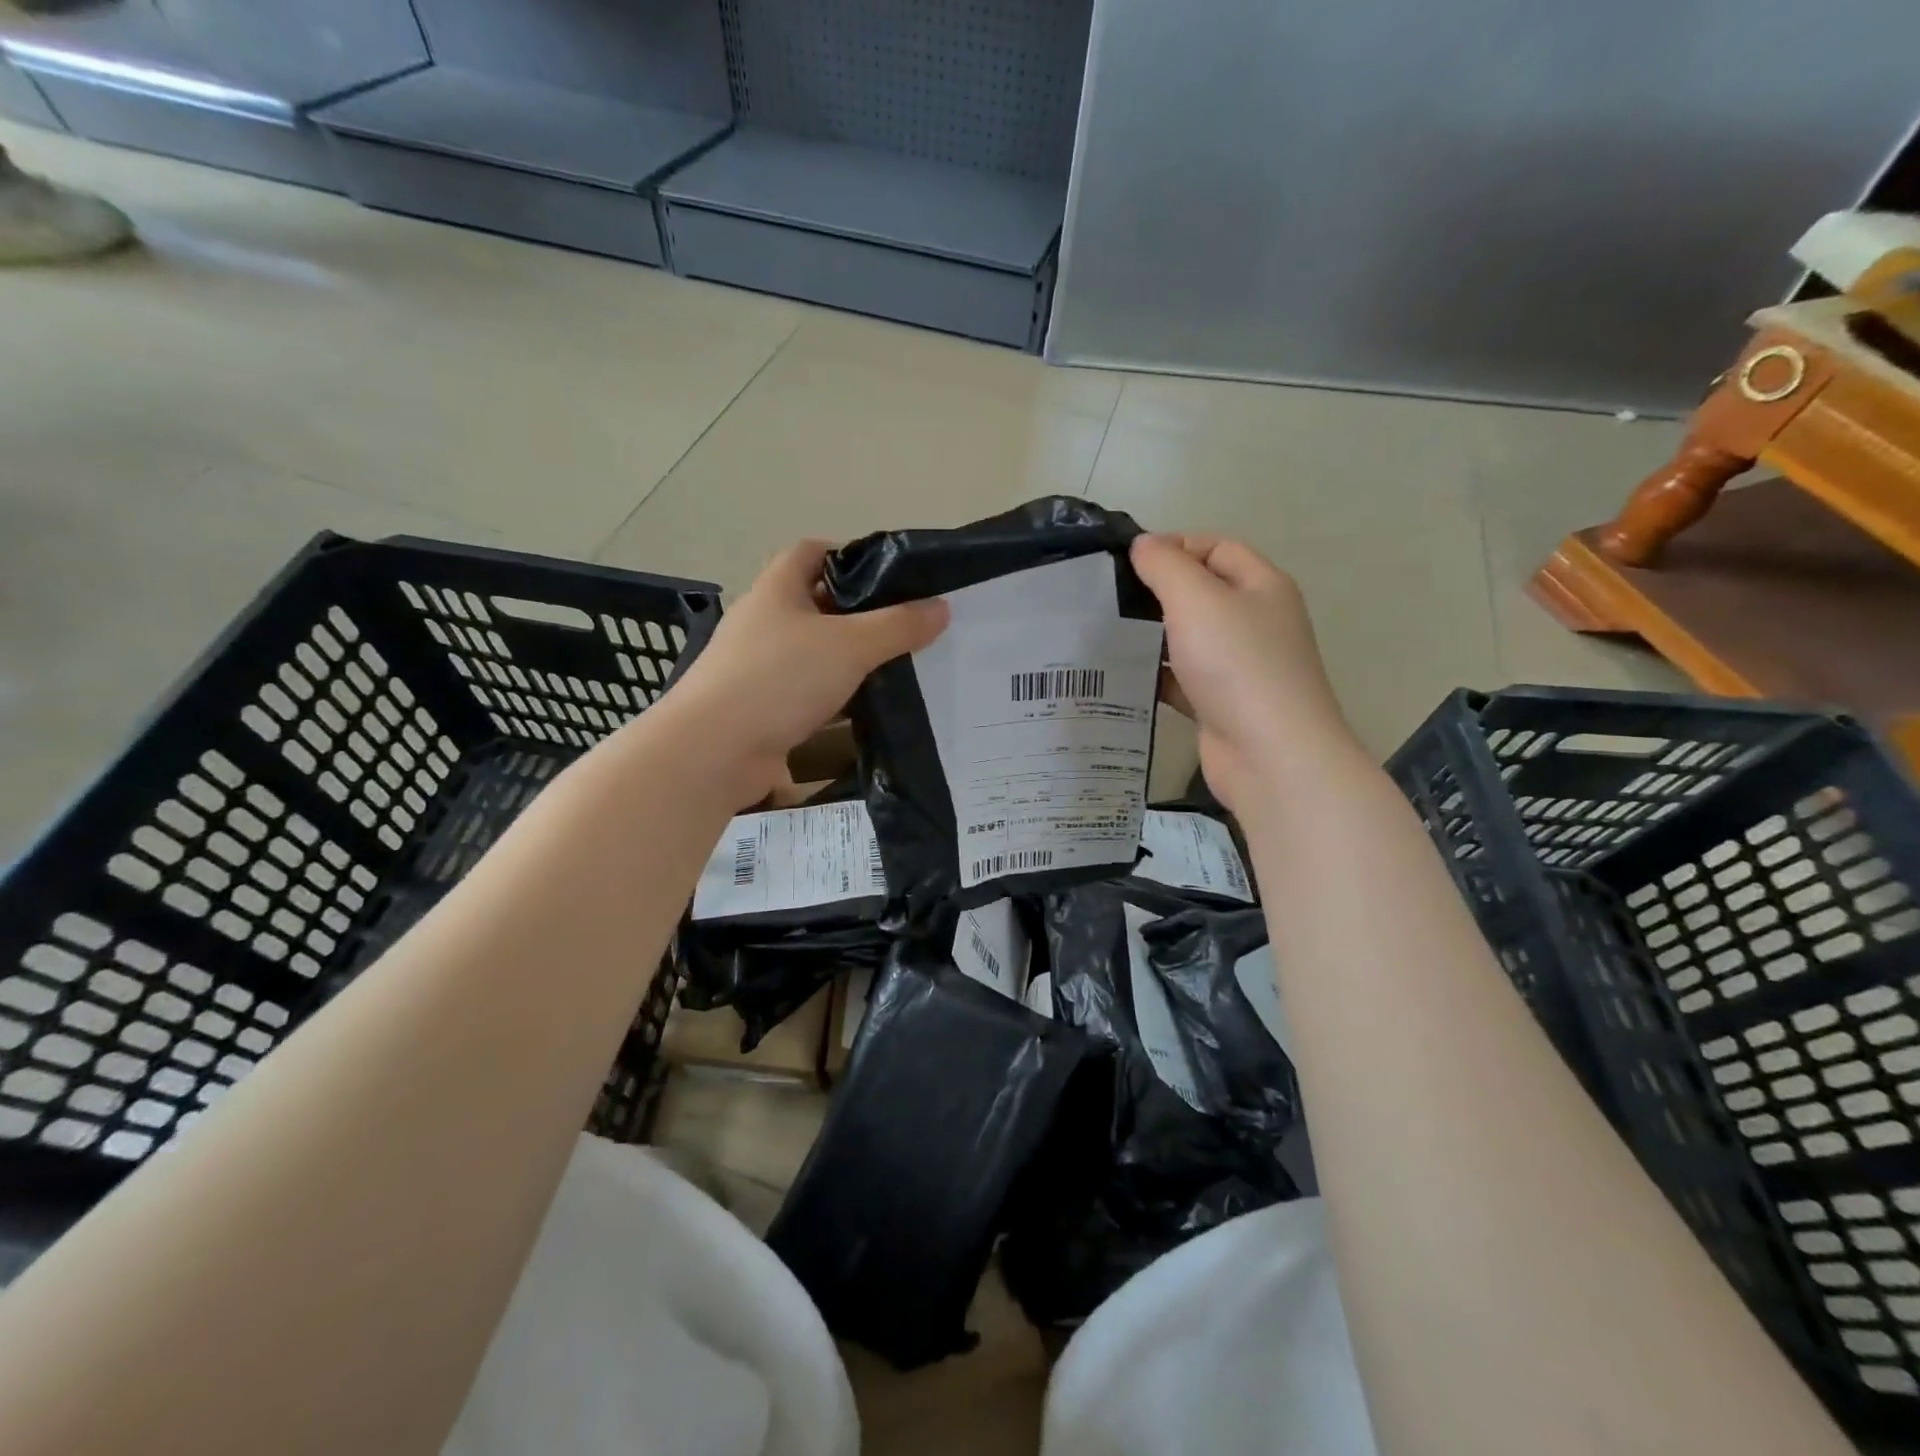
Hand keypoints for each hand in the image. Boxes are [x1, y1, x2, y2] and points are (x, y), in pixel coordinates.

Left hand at [662, 540, 947, 800]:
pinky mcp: (763, 707)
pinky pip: (809, 692)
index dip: (850, 554)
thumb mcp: (849, 646)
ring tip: (900, 665)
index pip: (812, 552)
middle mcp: (765, 622)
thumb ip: (897, 626)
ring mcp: (760, 667)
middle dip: (862, 612)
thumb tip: (942, 608)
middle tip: (908, 625)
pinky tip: (869, 707)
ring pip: (816, 651)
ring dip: (851, 658)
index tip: (892, 576)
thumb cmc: (779, 679)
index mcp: (777, 590)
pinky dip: (837, 696)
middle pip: (818, 603)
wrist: (713, 751)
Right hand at [1130, 533, 1359, 815]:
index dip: (1173, 546)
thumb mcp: (1197, 600)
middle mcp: (1255, 622)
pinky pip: (1182, 680)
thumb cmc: (1237, 665)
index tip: (1126, 562)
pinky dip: (1155, 677)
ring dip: (1152, 636)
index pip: (1215, 547)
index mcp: (1261, 586)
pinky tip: (1120, 678)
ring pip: (1189, 639)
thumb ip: (1166, 565)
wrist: (1270, 756)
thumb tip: (1143, 544)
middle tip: (1106, 598)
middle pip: (1201, 593)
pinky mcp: (1220, 704)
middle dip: (1156, 592)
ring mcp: (1239, 667)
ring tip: (1103, 634)